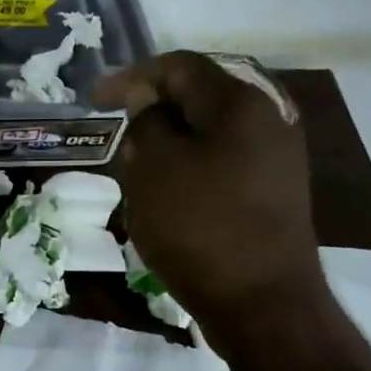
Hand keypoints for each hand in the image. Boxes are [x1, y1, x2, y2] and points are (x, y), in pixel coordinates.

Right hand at [95, 52, 323, 337]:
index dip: (130, 77)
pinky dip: (191, 168)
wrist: (263, 303)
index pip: (178, 67)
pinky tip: (169, 194)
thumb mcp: (156, 170)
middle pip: (198, 98)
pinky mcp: (274, 192)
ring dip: (170, 143)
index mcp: (240, 103)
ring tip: (137, 167)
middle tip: (118, 132)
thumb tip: (146, 100)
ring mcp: (276, 157)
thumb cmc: (200, 228)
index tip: (94, 100)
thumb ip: (147, 123)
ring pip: (210, 133)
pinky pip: (224, 163)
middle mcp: (267, 119)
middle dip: (152, 110)